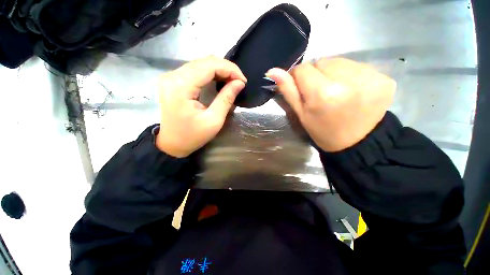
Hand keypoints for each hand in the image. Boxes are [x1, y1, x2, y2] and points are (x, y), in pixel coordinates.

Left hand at [156, 56, 246, 157]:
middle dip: (226, 69)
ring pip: (200, 63)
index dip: (230, 69)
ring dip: (219, 70)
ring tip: (232, 81)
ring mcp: (171, 77)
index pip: (209, 66)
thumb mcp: (214, 120)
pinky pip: (195, 69)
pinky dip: (210, 73)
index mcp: (181, 86)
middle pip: (204, 61)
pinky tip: (219, 80)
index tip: (243, 81)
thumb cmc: (192, 136)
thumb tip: (239, 83)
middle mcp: (173, 76)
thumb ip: (226, 99)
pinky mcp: (173, 80)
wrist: (172, 144)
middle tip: (239, 81)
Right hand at [266, 58, 394, 151]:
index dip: (299, 77)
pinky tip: (352, 90)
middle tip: (320, 93)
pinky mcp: (384, 78)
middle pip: (322, 61)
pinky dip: (350, 75)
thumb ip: (288, 91)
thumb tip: (272, 71)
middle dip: (317, 74)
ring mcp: (370, 78)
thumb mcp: (301, 114)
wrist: (359, 143)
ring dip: (333, 73)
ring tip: (336, 91)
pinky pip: (357, 66)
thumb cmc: (323, 131)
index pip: (303, 69)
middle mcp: (348, 82)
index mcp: (323, 94)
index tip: (302, 88)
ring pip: (339, 61)